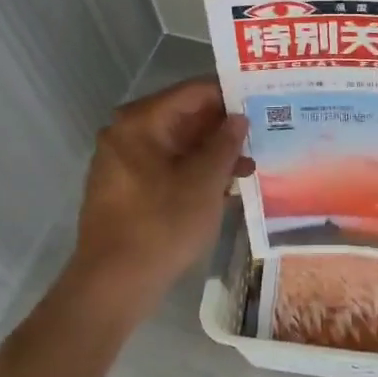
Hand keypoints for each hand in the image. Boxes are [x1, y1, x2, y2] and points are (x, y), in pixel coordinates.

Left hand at [66, 78, 252, 316]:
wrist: (113, 284)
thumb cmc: (161, 225)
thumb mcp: (204, 182)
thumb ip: (225, 144)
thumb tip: (238, 118)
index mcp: (140, 122)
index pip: (193, 92)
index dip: (230, 94)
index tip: (262, 99)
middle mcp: (126, 133)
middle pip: (184, 116)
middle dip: (223, 126)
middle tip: (264, 130)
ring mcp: (123, 162)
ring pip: (177, 144)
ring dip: (212, 152)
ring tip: (251, 164)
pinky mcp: (127, 187)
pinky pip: (167, 166)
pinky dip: (194, 170)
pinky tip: (226, 185)